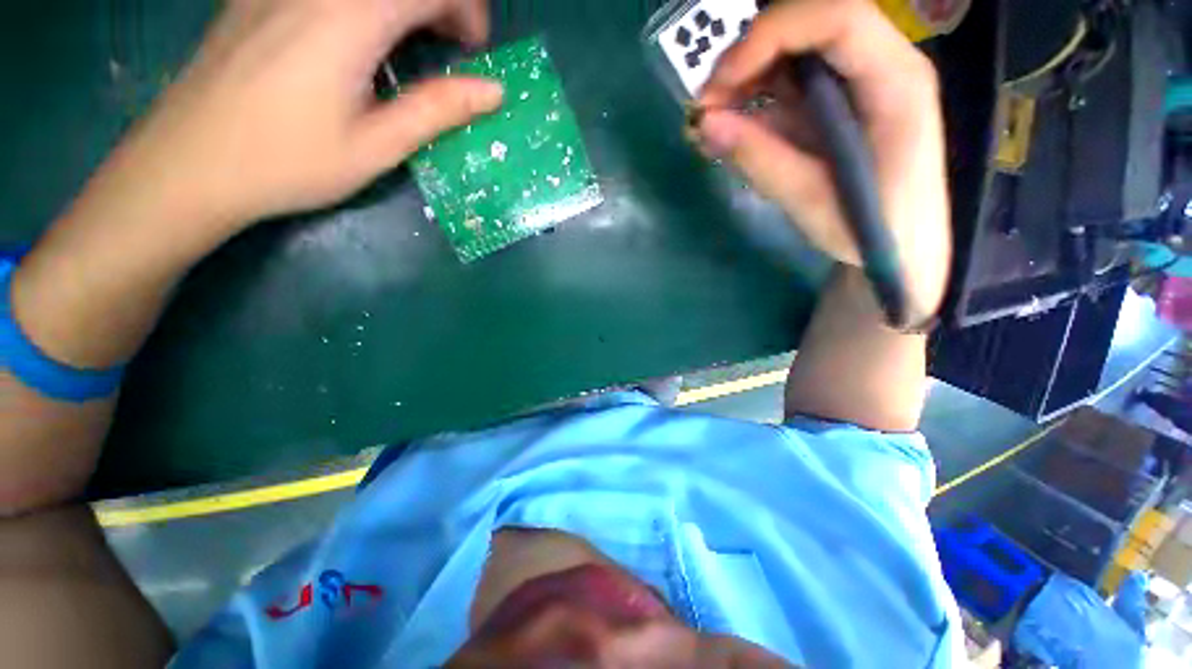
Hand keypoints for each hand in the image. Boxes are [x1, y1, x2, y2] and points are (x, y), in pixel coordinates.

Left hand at [117, 0, 502, 231]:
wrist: (188, 163)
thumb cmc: (288, 162)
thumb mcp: (376, 146)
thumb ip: (437, 110)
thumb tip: (493, 92)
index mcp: (349, 18)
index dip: (467, 11)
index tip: (473, 54)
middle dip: (440, 3)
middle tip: (449, 48)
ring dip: (402, 6)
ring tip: (411, 43)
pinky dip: (365, 6)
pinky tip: (359, 35)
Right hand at [697, 0, 950, 316]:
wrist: (901, 246)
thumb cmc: (870, 230)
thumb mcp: (811, 201)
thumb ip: (760, 159)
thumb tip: (705, 124)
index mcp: (896, 83)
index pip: (837, 18)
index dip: (771, 36)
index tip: (720, 84)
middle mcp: (881, 65)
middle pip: (809, 25)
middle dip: (748, 57)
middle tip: (706, 106)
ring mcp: (857, 82)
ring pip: (792, 53)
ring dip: (744, 81)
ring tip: (710, 126)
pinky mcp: (835, 103)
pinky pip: (787, 86)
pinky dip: (751, 104)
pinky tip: (729, 133)